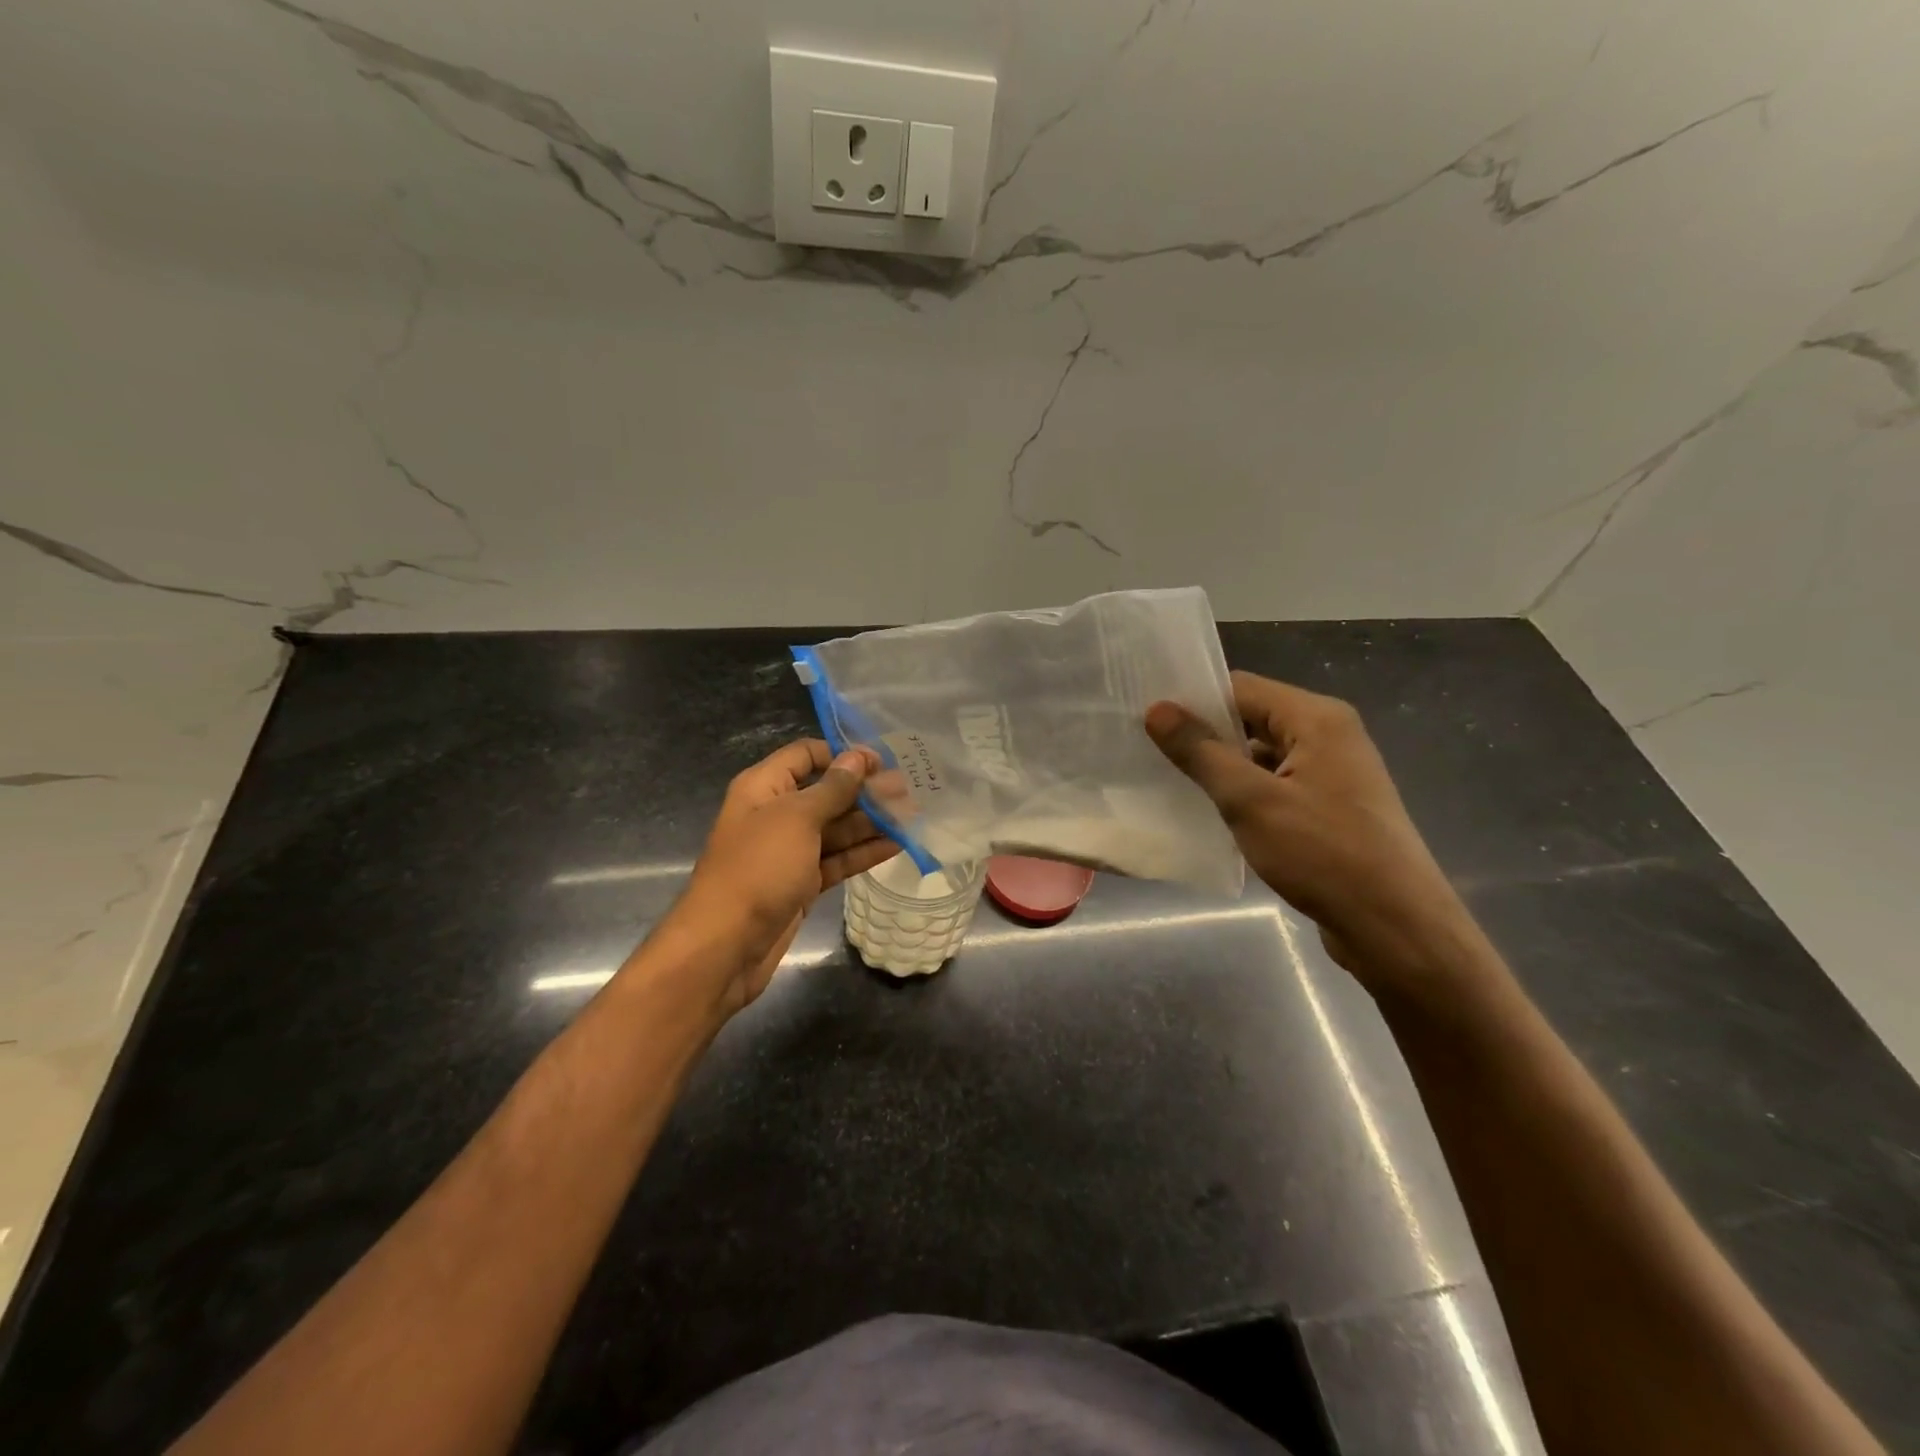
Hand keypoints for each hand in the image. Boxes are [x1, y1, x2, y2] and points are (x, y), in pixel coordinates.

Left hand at [654, 739, 899, 1015]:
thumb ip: (832, 788)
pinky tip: (897, 844)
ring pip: (836, 828)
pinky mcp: (802, 883)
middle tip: (909, 791)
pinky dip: (863, 852)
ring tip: (912, 816)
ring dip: (871, 822)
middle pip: (826, 792)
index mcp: (765, 787)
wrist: (725, 945)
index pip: (805, 755)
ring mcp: (790, 851)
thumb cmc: (758, 869)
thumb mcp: (797, 819)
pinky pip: (837, 859)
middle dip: (864, 790)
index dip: (842, 754)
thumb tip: (858, 757)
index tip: (881, 761)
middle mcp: (776, 814)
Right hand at [1145, 671, 1472, 984]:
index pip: (1241, 687)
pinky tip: (1210, 813)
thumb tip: (1157, 709)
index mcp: (1317, 718)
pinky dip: (1244, 793)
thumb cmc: (1324, 855)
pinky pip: (1276, 784)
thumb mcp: (1251, 801)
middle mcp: (1329, 735)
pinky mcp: (1330, 808)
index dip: (1193, 700)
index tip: (1146, 719)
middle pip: (1252, 718)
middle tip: (1148, 751)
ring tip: (1169, 781)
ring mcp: (1333, 773)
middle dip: (1204, 735)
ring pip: (1262, 755)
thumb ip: (1201, 752)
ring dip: (1222, 767)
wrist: (1396, 929)